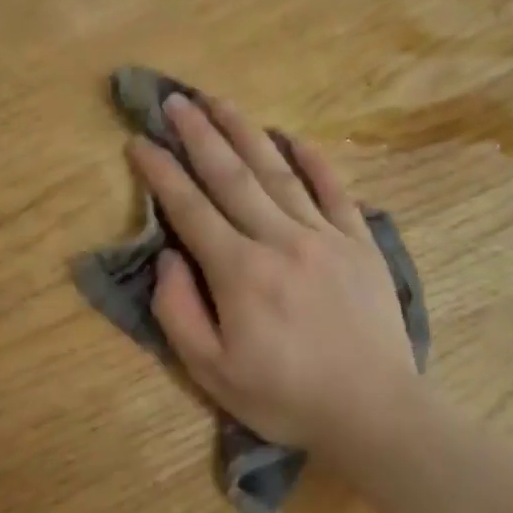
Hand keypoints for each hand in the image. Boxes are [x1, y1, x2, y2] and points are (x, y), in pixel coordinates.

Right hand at [128, 93, 418, 453]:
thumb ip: (179, 311)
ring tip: (221, 101)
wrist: (373, 411)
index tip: (138, 141)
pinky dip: (314, 160)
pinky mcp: (360, 243)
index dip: (160, 172)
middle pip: (231, 175)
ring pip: (279, 171)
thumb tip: (168, 256)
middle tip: (175, 100)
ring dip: (246, 132)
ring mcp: (325, 236)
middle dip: (199, 134)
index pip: (189, 208)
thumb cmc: (285, 397)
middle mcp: (280, 239)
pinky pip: (335, 190)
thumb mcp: (211, 372)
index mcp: (239, 271)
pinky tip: (295, 137)